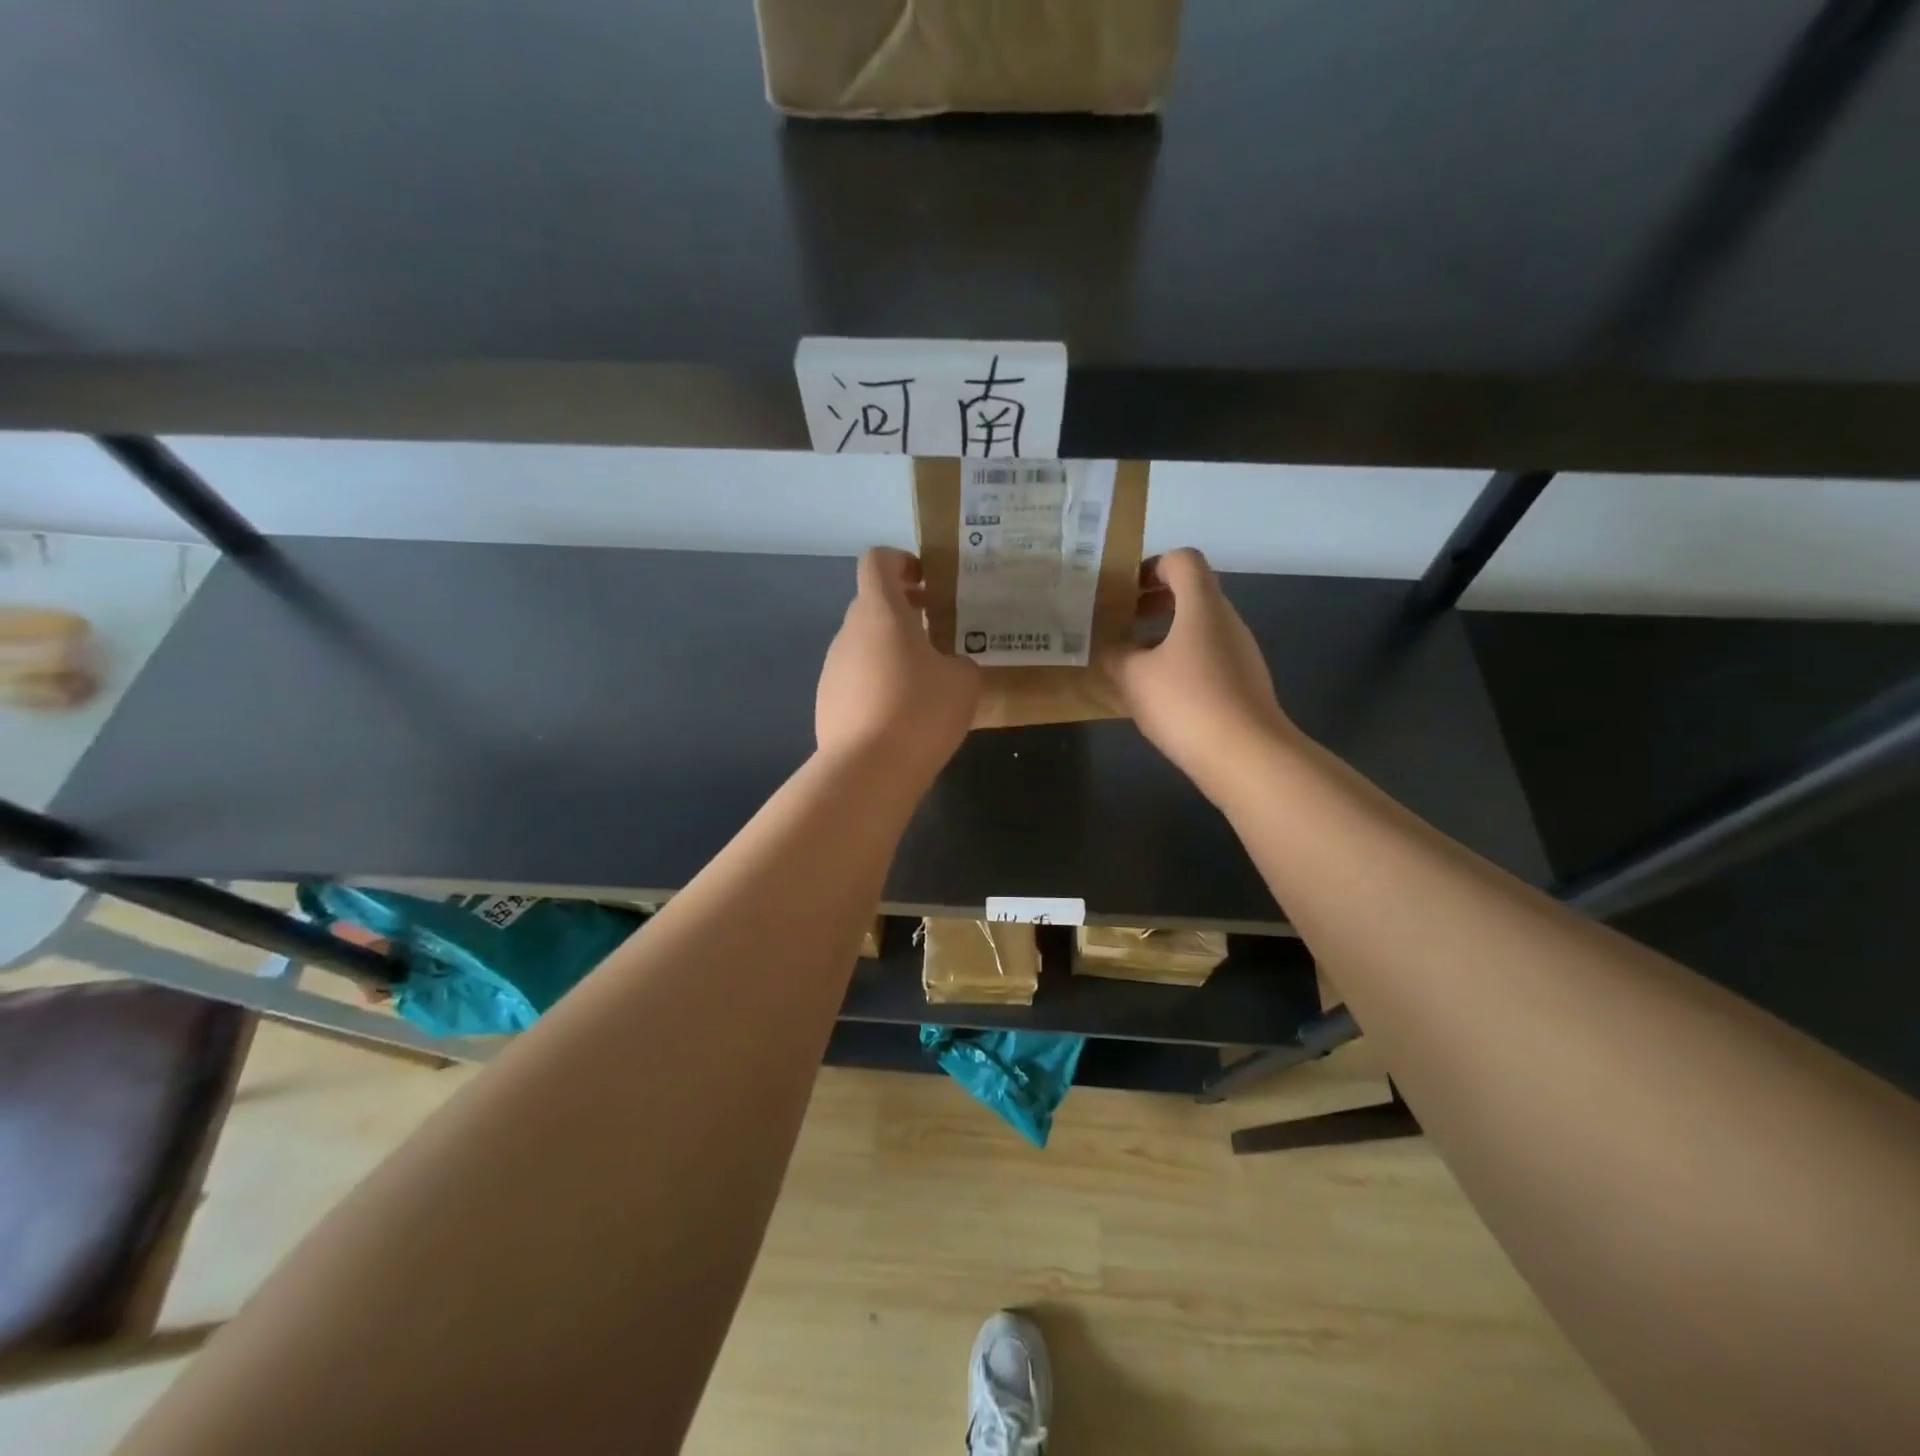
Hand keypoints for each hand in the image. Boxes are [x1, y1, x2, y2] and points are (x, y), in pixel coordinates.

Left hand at [816, 547, 981, 776]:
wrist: (867, 770)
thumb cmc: (920, 711)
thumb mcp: (964, 682)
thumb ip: (962, 661)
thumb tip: (951, 666)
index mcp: (880, 612)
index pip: (877, 561)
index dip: (901, 561)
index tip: (926, 581)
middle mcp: (849, 633)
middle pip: (871, 604)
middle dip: (903, 610)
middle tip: (937, 630)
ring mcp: (832, 668)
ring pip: (864, 644)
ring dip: (891, 649)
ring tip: (924, 680)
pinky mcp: (826, 702)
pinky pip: (856, 679)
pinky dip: (877, 682)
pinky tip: (901, 714)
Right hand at [1101, 548, 1297, 800]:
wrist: (1246, 756)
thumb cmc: (1186, 702)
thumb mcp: (1133, 676)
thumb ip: (1115, 654)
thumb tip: (1109, 647)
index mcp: (1202, 605)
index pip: (1182, 560)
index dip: (1151, 566)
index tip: (1124, 592)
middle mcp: (1226, 621)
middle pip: (1192, 592)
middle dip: (1153, 603)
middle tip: (1121, 624)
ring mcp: (1240, 653)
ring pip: (1199, 628)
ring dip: (1164, 635)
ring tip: (1133, 663)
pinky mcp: (1243, 683)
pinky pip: (1207, 657)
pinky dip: (1181, 662)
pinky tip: (1159, 694)